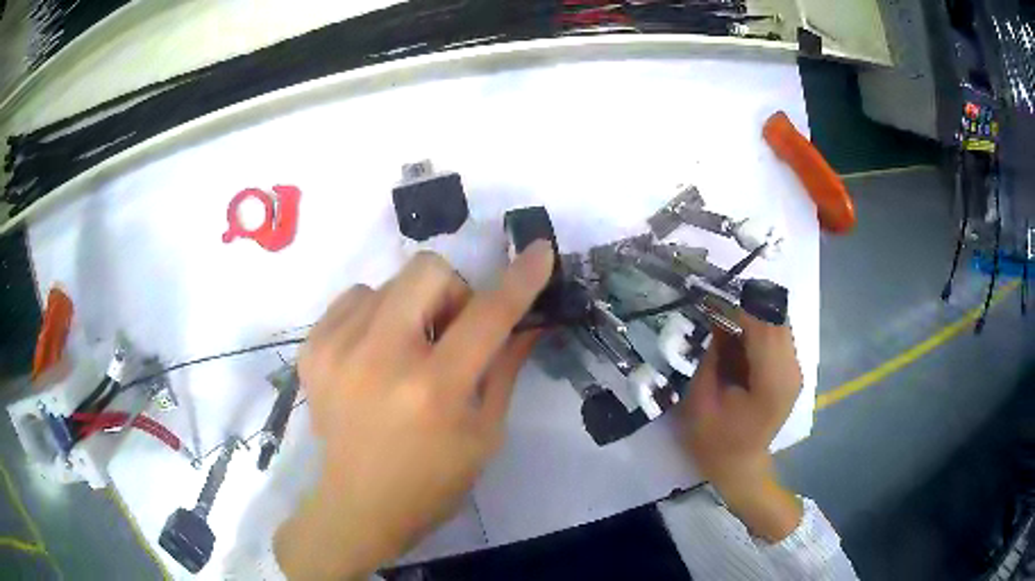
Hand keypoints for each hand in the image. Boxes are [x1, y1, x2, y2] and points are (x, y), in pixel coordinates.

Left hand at [275, 243, 554, 579]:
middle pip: (427, 270)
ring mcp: (337, 349)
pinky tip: (373, 356)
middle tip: (447, 334)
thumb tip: (529, 319)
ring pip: (390, 282)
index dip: (520, 279)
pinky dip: (374, 315)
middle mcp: (381, 359)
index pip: (488, 316)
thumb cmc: (433, 480)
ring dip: (410, 308)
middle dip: (451, 292)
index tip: (539, 251)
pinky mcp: (312, 349)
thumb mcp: (485, 432)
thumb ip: (505, 367)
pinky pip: (355, 298)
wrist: (359, 505)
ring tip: (404, 353)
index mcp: (434, 389)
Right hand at [679, 314, 803, 541]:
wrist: (739, 466)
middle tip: (715, 305)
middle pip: (776, 319)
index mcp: (772, 383)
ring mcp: (795, 370)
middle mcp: (792, 371)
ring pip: (779, 323)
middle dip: (746, 306)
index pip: (763, 326)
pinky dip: (759, 329)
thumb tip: (718, 315)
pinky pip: (778, 336)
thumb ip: (714, 354)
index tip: (711, 297)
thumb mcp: (702, 398)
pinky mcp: (792, 371)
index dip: (738, 305)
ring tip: (724, 320)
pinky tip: (738, 338)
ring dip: (753, 316)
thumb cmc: (714, 440)